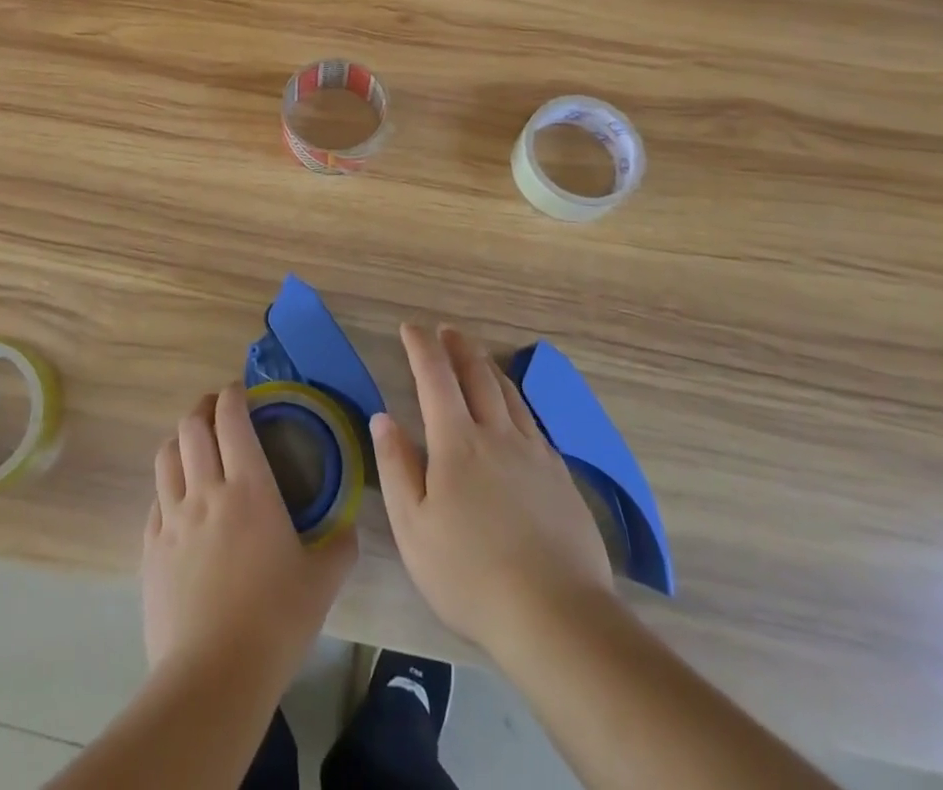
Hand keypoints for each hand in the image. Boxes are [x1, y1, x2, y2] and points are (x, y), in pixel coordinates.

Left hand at [141, 384, 356, 693]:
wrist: (212, 678)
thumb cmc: (274, 621)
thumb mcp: (321, 583)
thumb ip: (339, 547)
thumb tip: (350, 528)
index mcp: (248, 487)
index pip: (231, 418)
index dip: (232, 395)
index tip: (241, 391)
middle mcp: (205, 490)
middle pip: (191, 426)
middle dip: (203, 407)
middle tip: (217, 410)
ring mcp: (172, 519)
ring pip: (166, 456)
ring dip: (180, 440)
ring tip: (193, 445)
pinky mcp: (150, 549)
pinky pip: (155, 500)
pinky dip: (167, 486)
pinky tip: (178, 501)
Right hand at [373, 324, 612, 659]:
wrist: (557, 615)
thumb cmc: (470, 574)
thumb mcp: (413, 528)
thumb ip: (396, 466)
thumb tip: (382, 417)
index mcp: (457, 442)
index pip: (435, 376)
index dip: (421, 346)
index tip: (410, 327)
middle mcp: (497, 434)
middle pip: (478, 374)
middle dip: (458, 346)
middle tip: (446, 330)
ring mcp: (534, 453)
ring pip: (509, 393)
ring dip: (488, 367)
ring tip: (477, 357)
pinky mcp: (560, 476)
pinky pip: (533, 421)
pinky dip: (516, 400)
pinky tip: (515, 411)